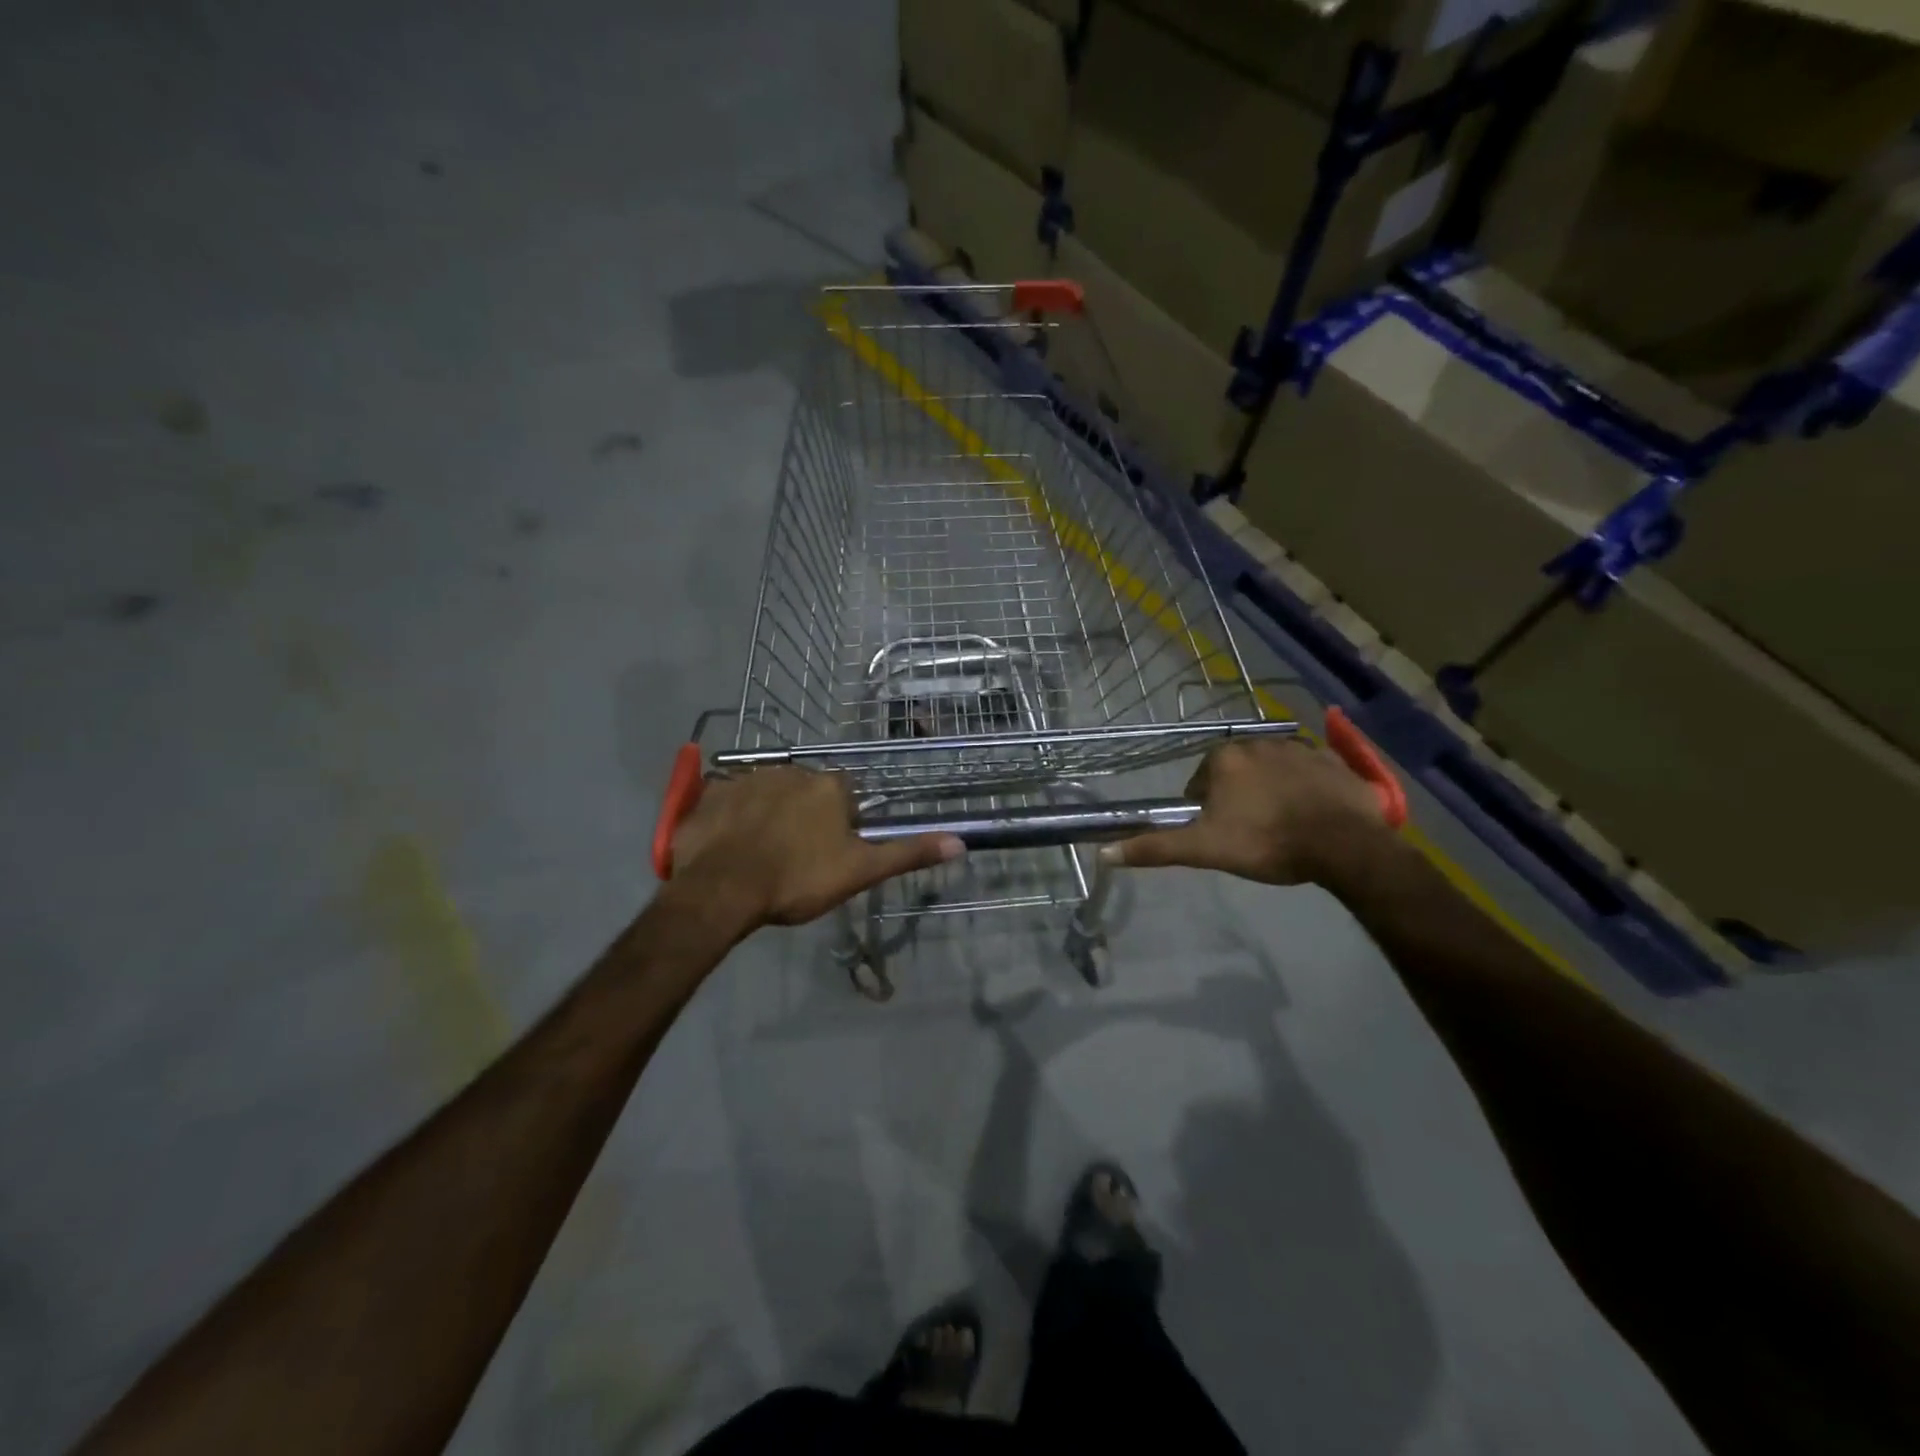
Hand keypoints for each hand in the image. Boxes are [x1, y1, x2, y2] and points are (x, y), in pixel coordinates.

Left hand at [670, 767, 963, 927]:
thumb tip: (960, 842)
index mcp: (829, 786)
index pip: (844, 797)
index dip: (839, 825)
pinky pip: (727, 801)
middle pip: (805, 792)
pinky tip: (727, 846)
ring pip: (766, 794)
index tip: (828, 853)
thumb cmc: (798, 880)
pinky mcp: (710, 793)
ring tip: (758, 855)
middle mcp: (791, 771)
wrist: (721, 889)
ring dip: (766, 816)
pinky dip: (730, 818)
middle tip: (793, 858)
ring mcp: (746, 778)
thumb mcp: (860, 872)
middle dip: (802, 817)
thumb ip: (908, 854)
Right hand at [1103, 736, 1391, 885]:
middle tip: (1251, 832)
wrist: (1344, 845)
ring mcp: (1299, 747)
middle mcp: (1258, 742)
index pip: (1201, 782)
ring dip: (1270, 790)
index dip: (1206, 810)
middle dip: (1239, 797)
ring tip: (1282, 825)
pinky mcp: (1333, 760)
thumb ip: (1156, 848)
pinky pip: (1309, 771)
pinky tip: (1312, 813)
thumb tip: (1104, 853)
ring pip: (1271, 770)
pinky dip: (1306, 787)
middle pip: (1236, 772)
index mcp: (1224, 758)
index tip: (1222, 834)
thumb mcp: (1205, 849)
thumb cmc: (1267, 842)